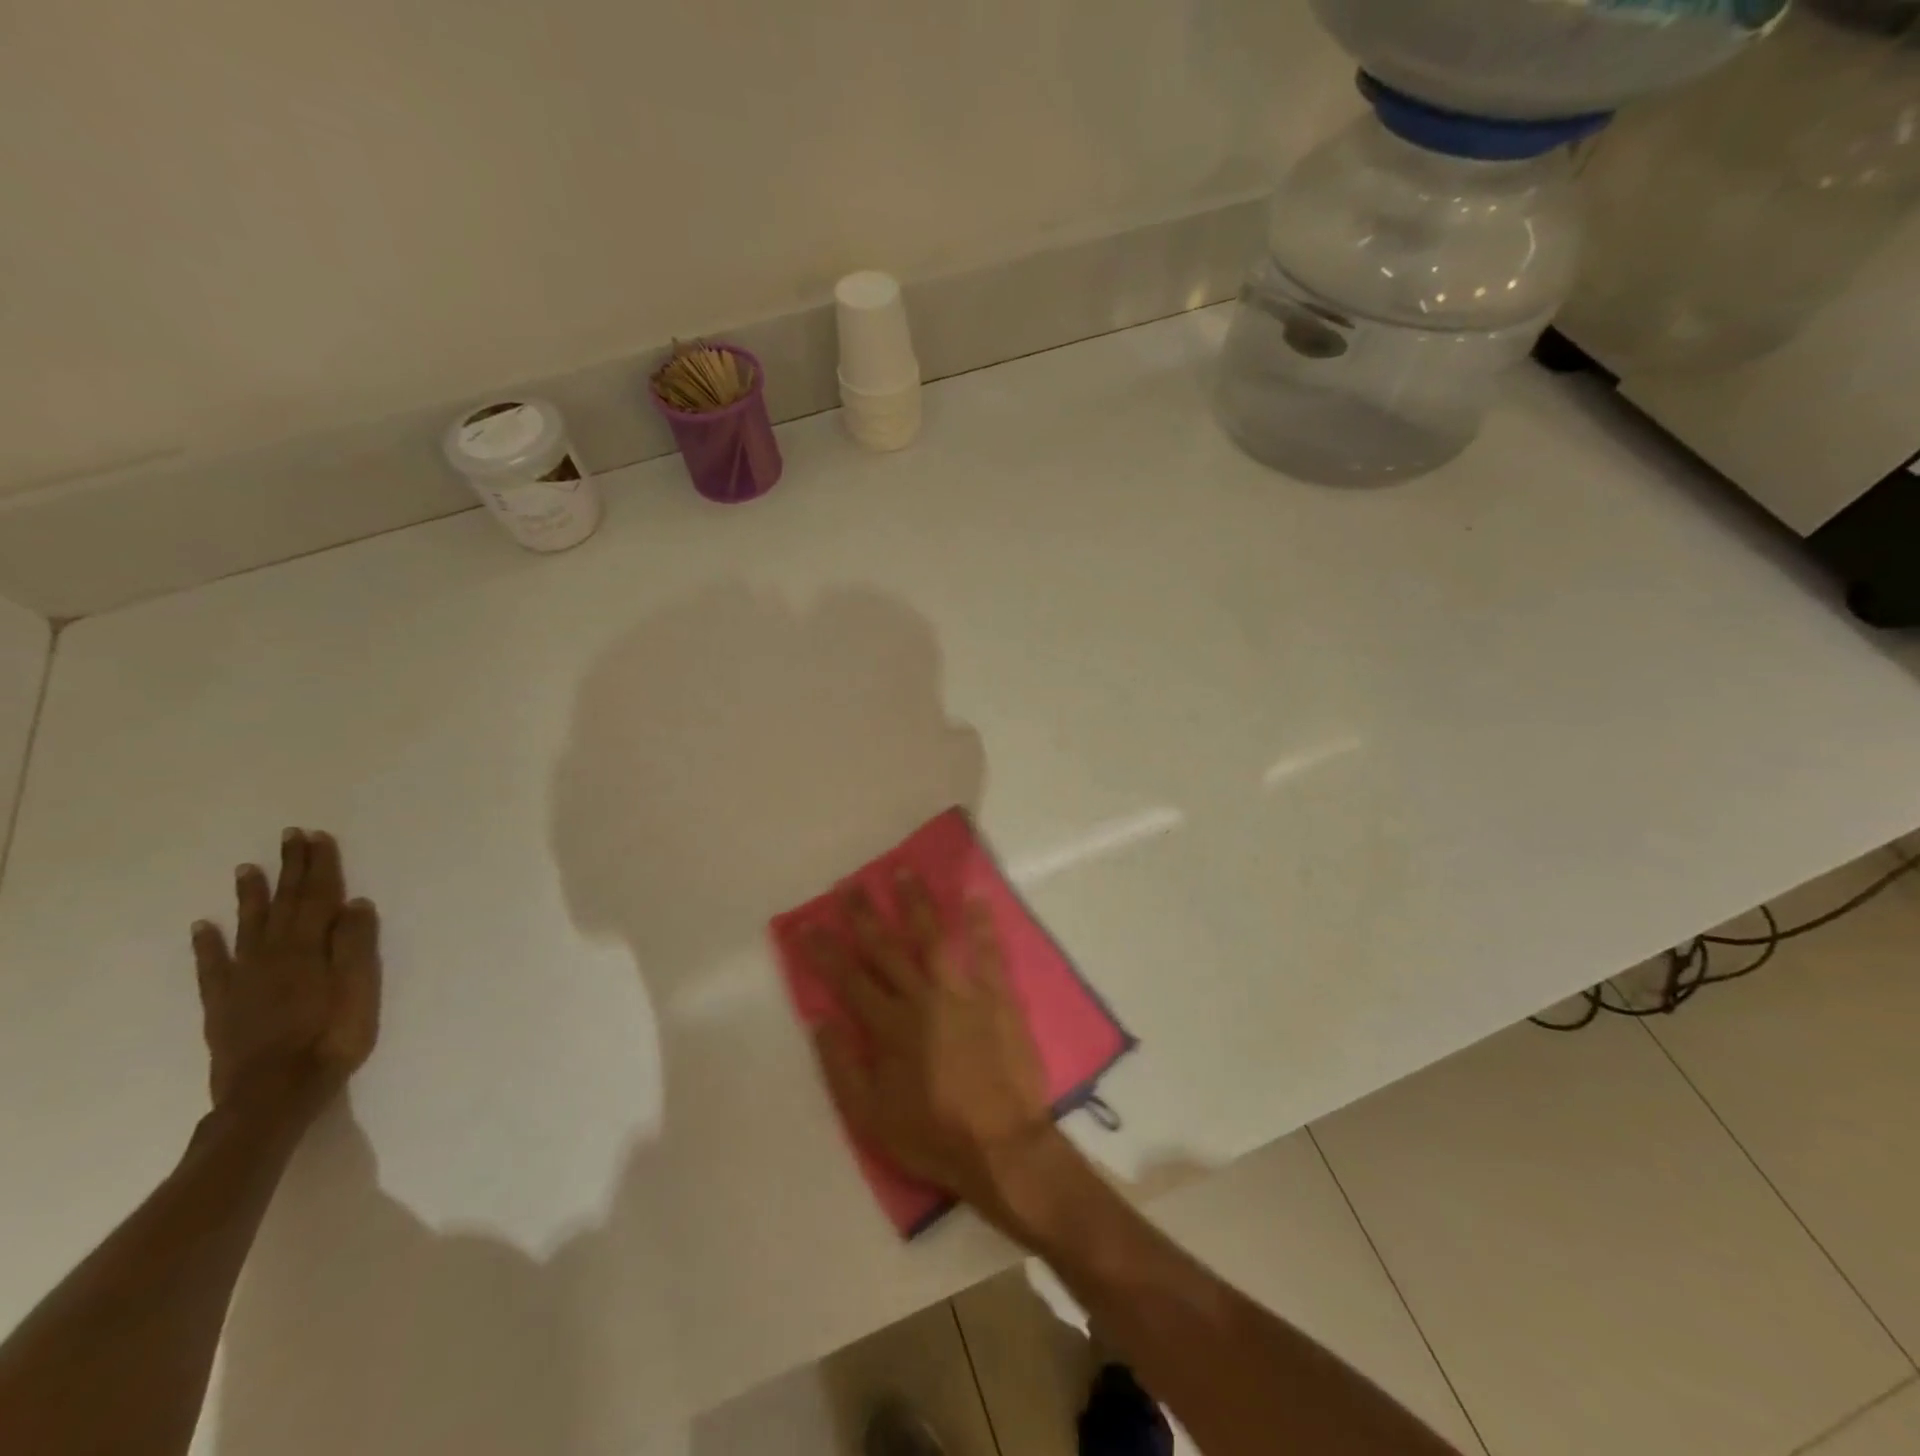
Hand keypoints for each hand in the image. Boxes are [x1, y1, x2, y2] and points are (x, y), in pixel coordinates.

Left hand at [191, 828, 381, 1124]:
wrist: (273, 1095)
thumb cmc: (330, 1039)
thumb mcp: (359, 991)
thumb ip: (356, 946)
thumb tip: (355, 903)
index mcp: (308, 949)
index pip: (318, 897)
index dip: (320, 866)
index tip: (317, 837)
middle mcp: (272, 955)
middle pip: (284, 904)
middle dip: (290, 869)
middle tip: (289, 837)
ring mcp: (243, 979)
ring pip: (247, 927)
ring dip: (250, 896)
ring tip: (247, 869)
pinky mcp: (223, 1004)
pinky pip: (212, 966)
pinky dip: (207, 944)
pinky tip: (202, 927)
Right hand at [803, 874, 1057, 1223]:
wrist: (1002, 1147)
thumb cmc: (932, 1136)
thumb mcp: (870, 1118)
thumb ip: (841, 1067)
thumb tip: (819, 1020)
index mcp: (889, 1027)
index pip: (849, 979)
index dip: (825, 950)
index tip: (808, 924)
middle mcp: (922, 999)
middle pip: (886, 949)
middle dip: (864, 915)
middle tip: (849, 885)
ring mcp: (962, 993)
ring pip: (933, 937)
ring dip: (916, 903)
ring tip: (903, 871)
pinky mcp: (998, 997)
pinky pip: (989, 953)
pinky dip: (982, 924)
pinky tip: (976, 896)